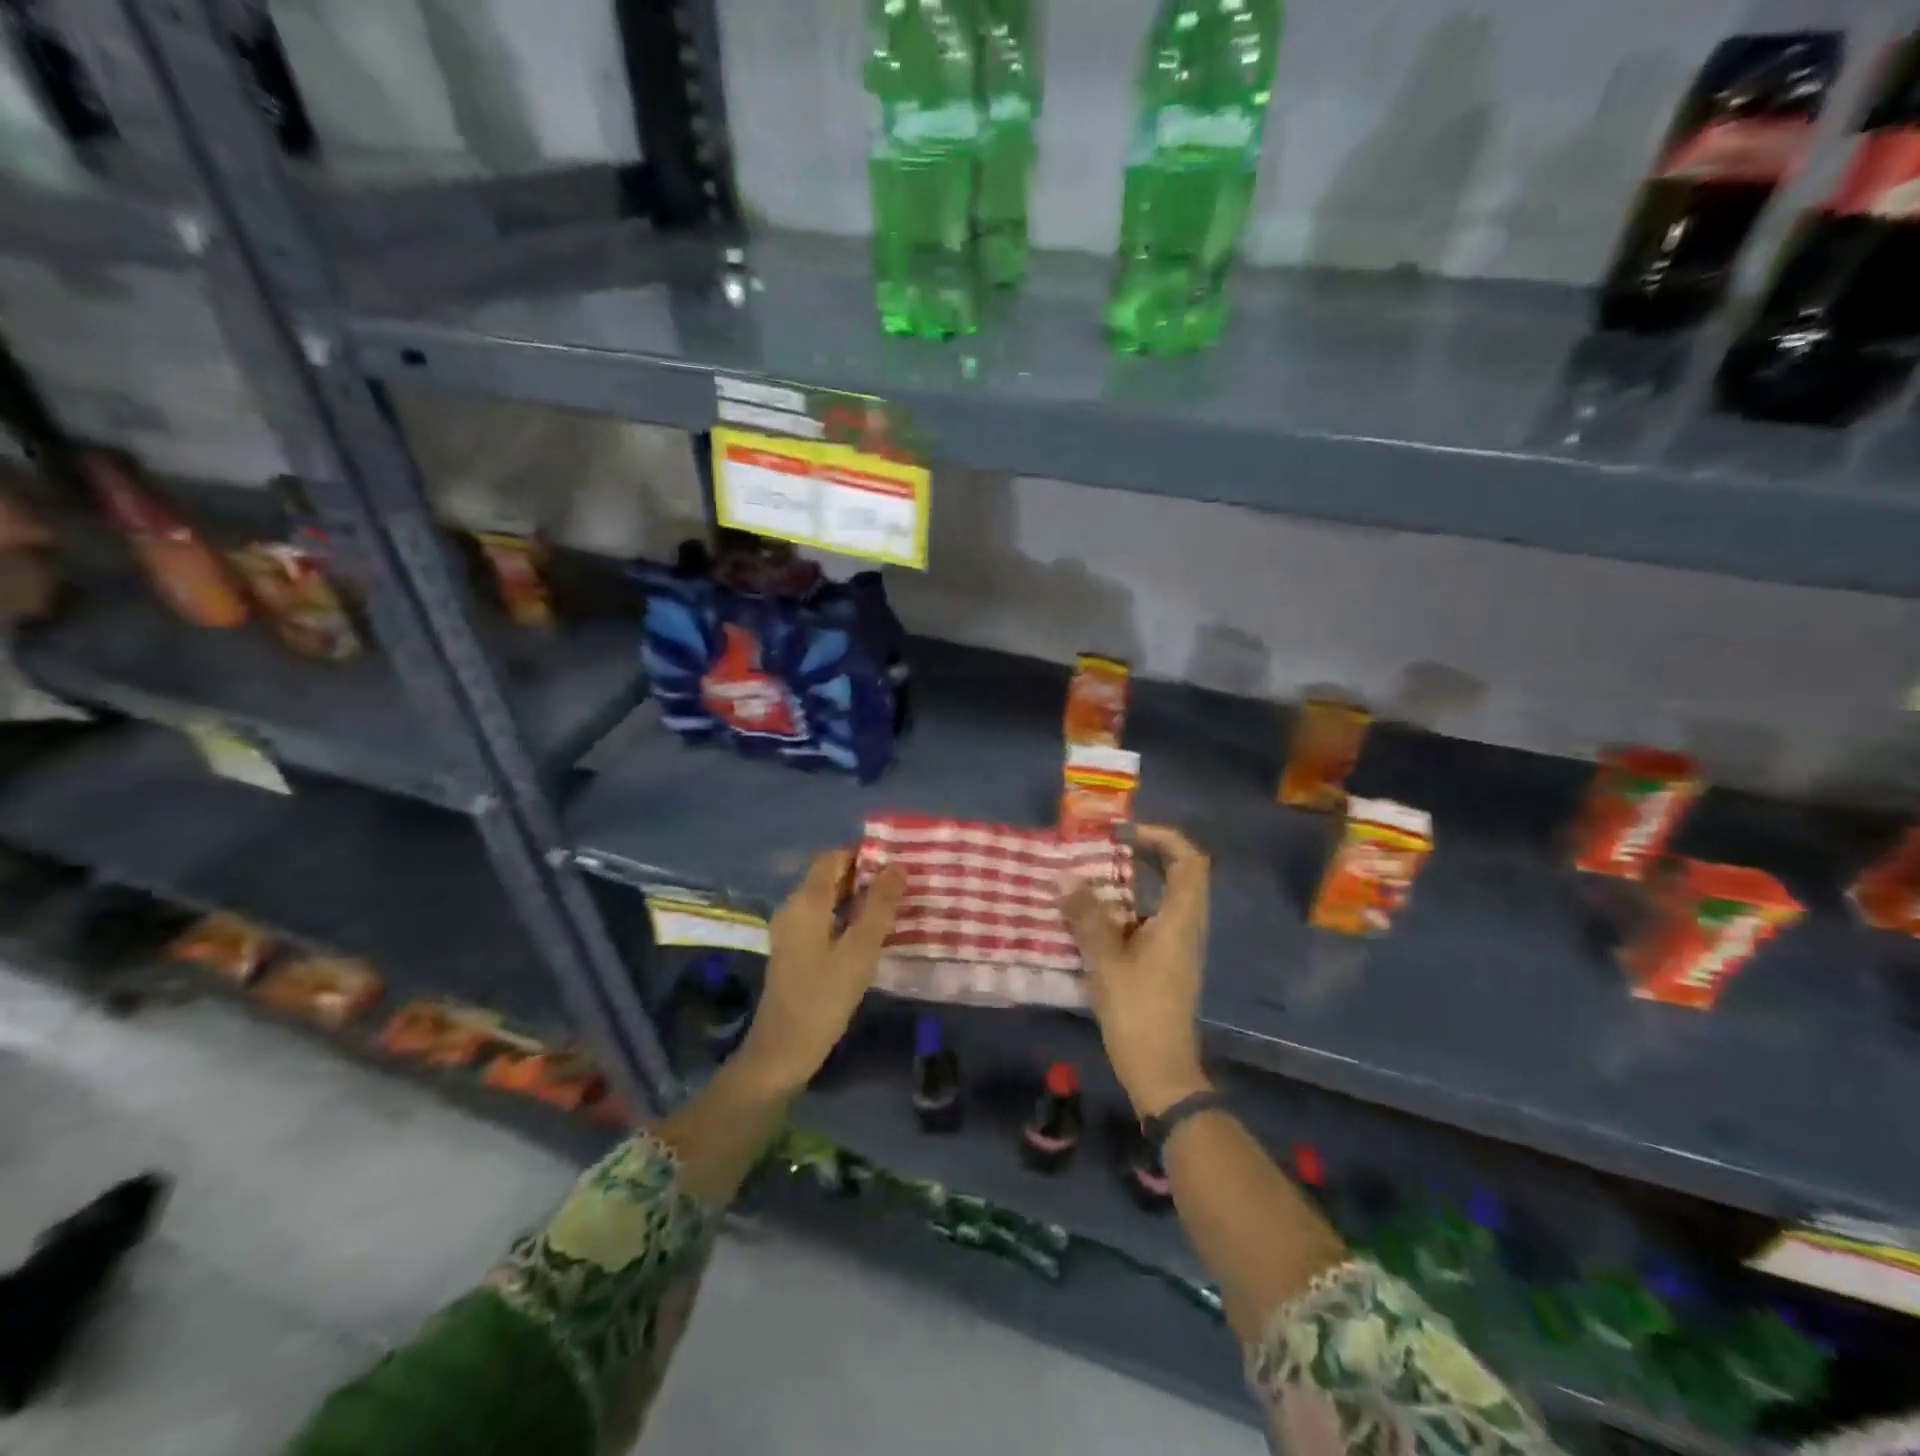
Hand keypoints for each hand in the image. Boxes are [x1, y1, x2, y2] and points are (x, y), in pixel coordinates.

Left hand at [736, 848, 905, 1094]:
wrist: (781, 1052)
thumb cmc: (823, 998)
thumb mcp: (859, 951)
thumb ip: (879, 907)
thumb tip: (897, 867)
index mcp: (805, 902)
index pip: (832, 857)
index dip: (862, 852)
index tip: (896, 857)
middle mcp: (793, 908)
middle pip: (828, 876)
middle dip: (864, 874)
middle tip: (903, 881)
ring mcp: (790, 930)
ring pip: (826, 898)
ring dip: (857, 896)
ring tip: (894, 903)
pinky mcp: (794, 950)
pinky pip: (822, 918)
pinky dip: (846, 916)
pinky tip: (871, 932)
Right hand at [1059, 824, 1211, 1117]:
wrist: (1160, 1072)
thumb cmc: (1138, 1013)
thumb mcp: (1106, 961)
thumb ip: (1086, 917)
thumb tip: (1064, 877)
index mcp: (1180, 920)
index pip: (1189, 860)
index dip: (1163, 837)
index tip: (1125, 833)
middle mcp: (1185, 926)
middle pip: (1178, 874)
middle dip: (1144, 854)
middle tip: (1104, 849)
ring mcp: (1177, 946)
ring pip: (1161, 898)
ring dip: (1131, 882)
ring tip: (1090, 878)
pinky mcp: (1164, 962)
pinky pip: (1149, 919)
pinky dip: (1125, 908)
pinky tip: (1091, 917)